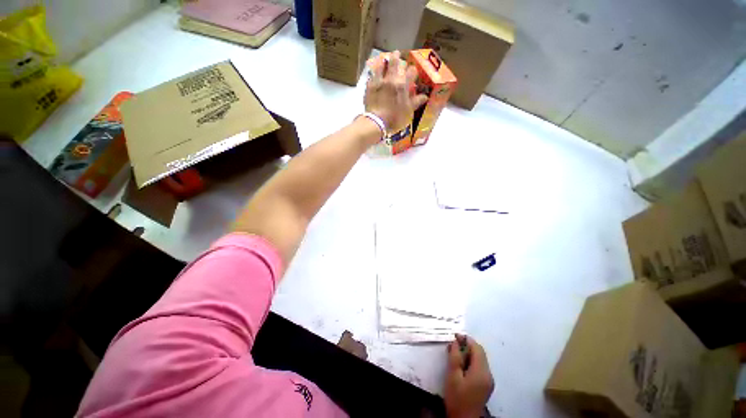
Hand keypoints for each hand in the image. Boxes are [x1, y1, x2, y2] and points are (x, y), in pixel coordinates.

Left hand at [364, 50, 427, 133]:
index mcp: (403, 85)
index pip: (411, 71)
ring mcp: (379, 81)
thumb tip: (425, 96)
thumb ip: (416, 102)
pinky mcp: (370, 86)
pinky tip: (374, 73)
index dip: (413, 70)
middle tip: (397, 53)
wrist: (377, 122)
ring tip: (384, 59)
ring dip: (384, 61)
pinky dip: (374, 73)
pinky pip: (372, 75)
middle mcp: (391, 79)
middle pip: (395, 61)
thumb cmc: (395, 117)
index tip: (412, 72)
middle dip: (397, 56)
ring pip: (381, 64)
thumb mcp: (408, 111)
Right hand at [444, 334, 493, 417]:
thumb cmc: (457, 397)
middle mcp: (488, 374)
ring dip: (469, 353)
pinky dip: (471, 361)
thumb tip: (455, 342)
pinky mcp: (485, 385)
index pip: (477, 348)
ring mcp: (488, 380)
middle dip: (467, 346)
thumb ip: (455, 357)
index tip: (455, 335)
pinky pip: (480, 367)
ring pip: (480, 360)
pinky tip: (461, 364)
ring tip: (454, 353)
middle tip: (453, 344)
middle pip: (480, 353)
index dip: (466, 339)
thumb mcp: (452, 375)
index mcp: (481, 371)